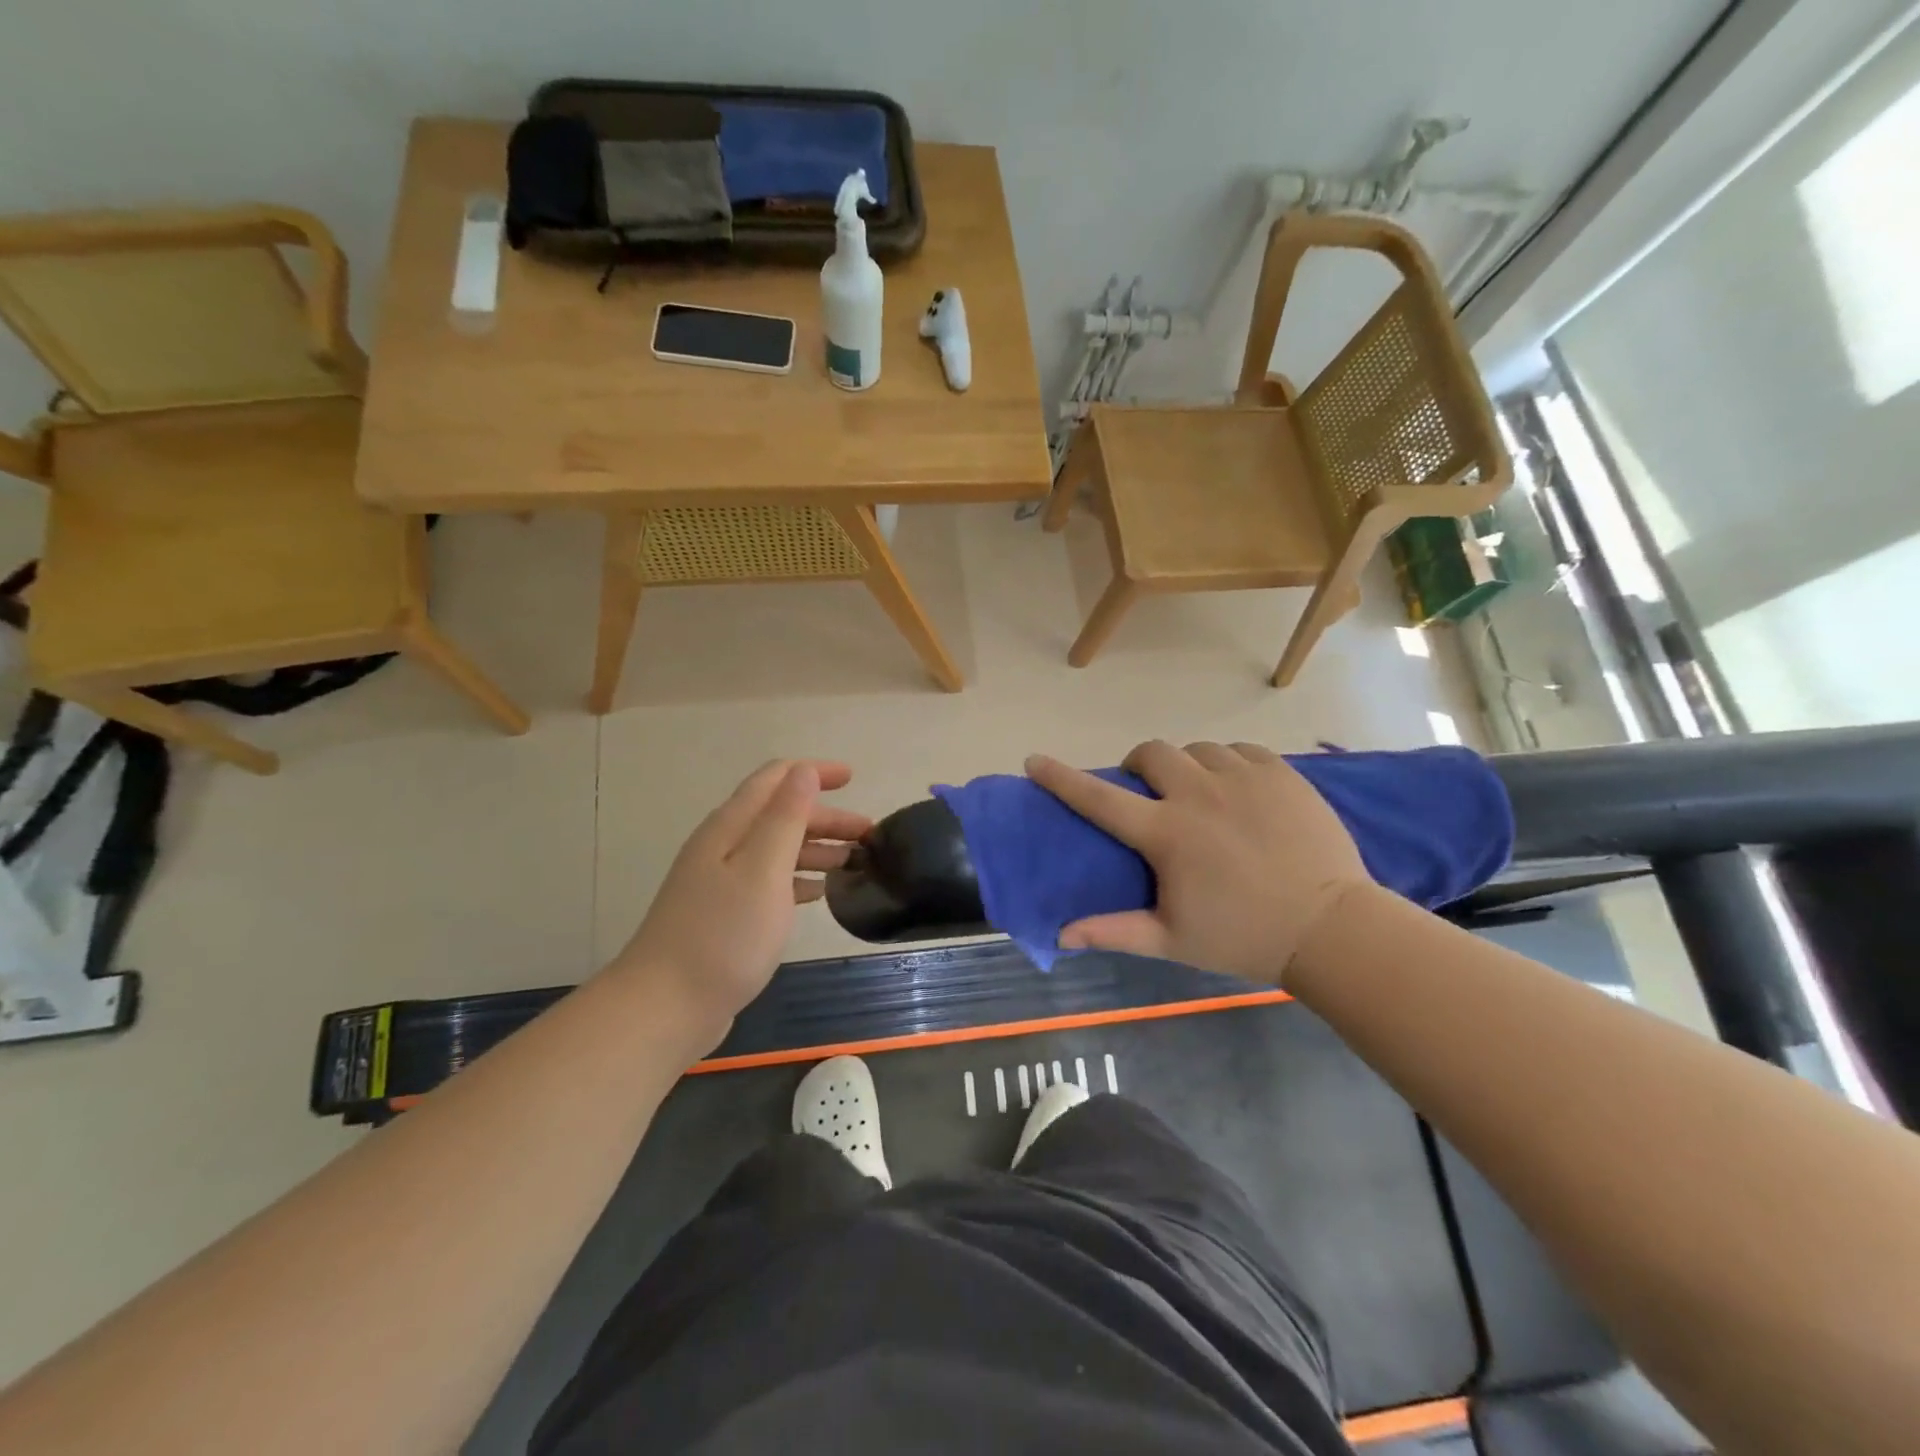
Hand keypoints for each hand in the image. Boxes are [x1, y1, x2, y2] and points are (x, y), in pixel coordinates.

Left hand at [608, 760, 869, 1045]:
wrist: (666, 1007)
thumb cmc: (723, 935)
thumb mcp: (763, 870)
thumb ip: (785, 818)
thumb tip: (804, 771)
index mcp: (730, 827)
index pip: (775, 779)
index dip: (813, 772)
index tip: (854, 778)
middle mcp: (723, 846)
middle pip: (779, 814)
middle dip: (825, 816)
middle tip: (869, 834)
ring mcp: (721, 882)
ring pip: (777, 849)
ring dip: (817, 847)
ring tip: (856, 861)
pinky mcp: (725, 915)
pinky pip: (770, 881)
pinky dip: (799, 878)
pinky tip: (821, 892)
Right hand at [1026, 741, 1371, 985]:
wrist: (1332, 929)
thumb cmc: (1244, 937)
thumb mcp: (1171, 940)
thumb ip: (1113, 932)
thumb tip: (1059, 935)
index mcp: (1167, 833)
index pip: (1099, 799)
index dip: (1061, 778)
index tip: (1035, 760)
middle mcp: (1199, 794)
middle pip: (1151, 753)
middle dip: (1139, 766)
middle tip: (1149, 792)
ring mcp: (1243, 778)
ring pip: (1197, 749)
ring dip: (1186, 767)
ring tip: (1199, 794)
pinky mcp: (1280, 773)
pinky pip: (1240, 750)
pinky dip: (1228, 763)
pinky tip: (1237, 790)